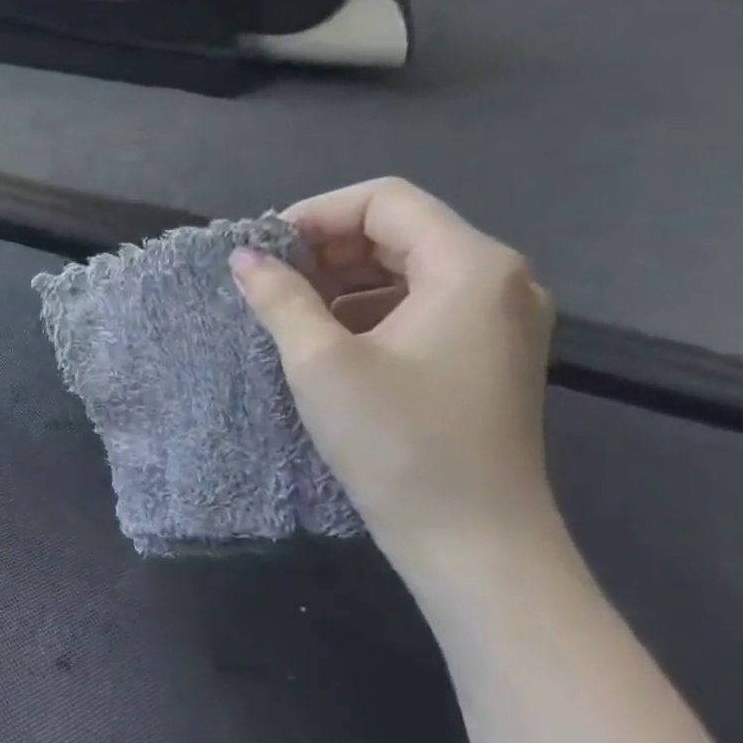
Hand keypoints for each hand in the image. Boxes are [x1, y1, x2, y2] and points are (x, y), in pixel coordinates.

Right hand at [232, 179, 558, 573]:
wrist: (474, 542)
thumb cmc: (399, 444)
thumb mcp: (322, 363)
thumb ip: (280, 297)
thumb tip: (242, 257)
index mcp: (471, 267)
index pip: (385, 200)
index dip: (315, 214)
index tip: (262, 251)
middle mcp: (499, 280)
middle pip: (400, 230)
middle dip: (326, 247)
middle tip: (267, 280)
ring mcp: (499, 320)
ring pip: (408, 268)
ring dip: (343, 279)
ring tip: (288, 309)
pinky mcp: (487, 354)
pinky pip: (421, 305)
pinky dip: (368, 308)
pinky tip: (328, 339)